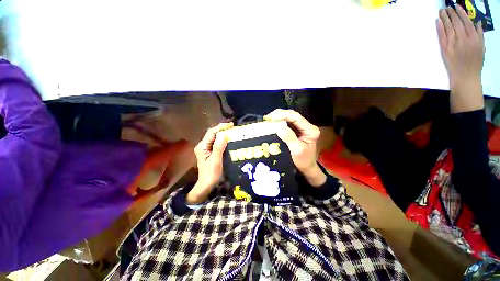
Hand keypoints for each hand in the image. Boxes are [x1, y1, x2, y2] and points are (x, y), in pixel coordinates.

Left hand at [188, 122, 233, 203]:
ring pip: (214, 138)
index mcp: (202, 147)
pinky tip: (228, 140)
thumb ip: (218, 147)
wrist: (206, 185)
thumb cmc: (211, 174)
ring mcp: (205, 149)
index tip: (231, 125)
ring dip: (223, 134)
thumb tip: (224, 134)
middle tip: (233, 128)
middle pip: (212, 134)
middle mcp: (203, 146)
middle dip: (222, 129)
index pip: (211, 132)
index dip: (221, 127)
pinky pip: (216, 143)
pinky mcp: (209, 152)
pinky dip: (223, 140)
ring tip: (232, 131)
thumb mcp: (216, 161)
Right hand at [264, 109, 325, 186]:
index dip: (283, 115)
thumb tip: (278, 126)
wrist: (306, 168)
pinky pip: (286, 124)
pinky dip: (278, 123)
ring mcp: (301, 128)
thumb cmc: (303, 161)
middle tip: (267, 118)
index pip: (296, 117)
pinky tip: (272, 124)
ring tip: (268, 120)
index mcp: (310, 130)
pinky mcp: (295, 131)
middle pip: (292, 115)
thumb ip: (289, 137)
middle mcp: (306, 126)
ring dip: (278, 118)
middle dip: (279, 115)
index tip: (271, 118)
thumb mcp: (297, 149)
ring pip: (289, 118)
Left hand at [437, 6, 484, 112]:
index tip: (457, 6)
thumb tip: (477, 22)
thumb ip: (480, 35)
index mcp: (474, 38)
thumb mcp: (482, 48)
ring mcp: (453, 43)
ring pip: (448, 27)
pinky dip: (439, 27)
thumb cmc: (475, 63)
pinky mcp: (444, 49)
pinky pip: (441, 35)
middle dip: (451, 13)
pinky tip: (437, 21)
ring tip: (441, 11)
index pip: (466, 21)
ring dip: (444, 18)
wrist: (465, 76)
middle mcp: (463, 38)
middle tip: (447, 7)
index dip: (461, 12)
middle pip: (456, 22)